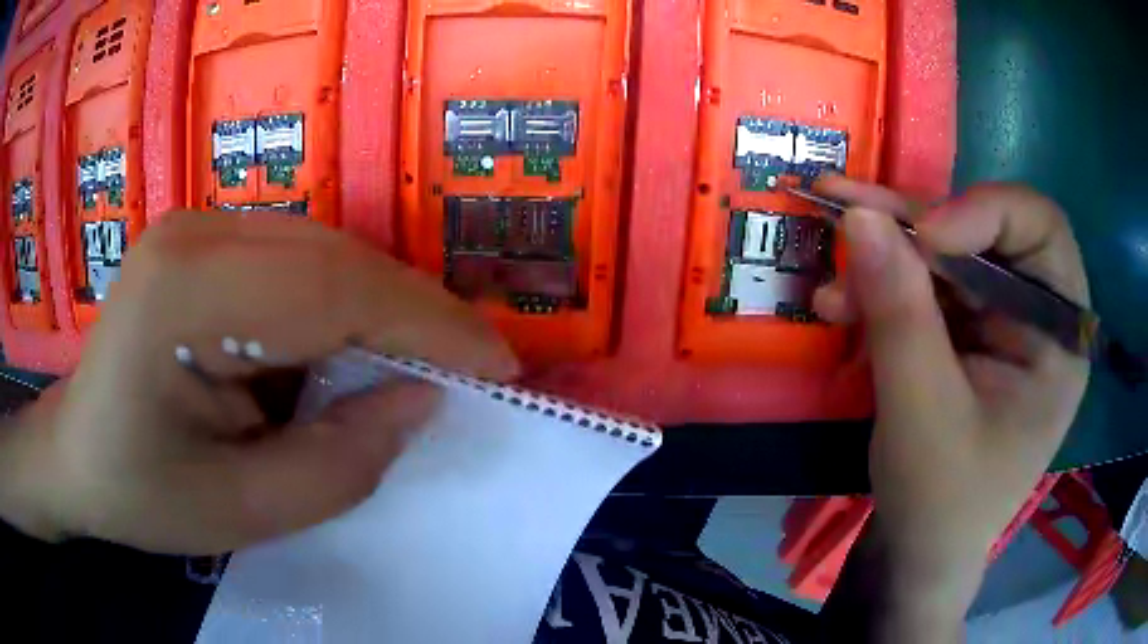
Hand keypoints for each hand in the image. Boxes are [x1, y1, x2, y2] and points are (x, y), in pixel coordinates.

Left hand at [0, 212, 517, 554]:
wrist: (76, 455)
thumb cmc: (141, 493)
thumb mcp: (242, 510)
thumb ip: (339, 463)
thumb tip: (420, 400)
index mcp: (184, 292)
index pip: (332, 288)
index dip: (429, 325)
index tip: (498, 366)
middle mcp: (195, 232)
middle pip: (335, 256)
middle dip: (415, 314)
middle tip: (473, 369)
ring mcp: (197, 226)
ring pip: (324, 251)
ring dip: (381, 310)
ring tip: (421, 366)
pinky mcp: (203, 241)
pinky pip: (296, 260)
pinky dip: (340, 306)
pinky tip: (350, 351)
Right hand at [814, 179, 1089, 619]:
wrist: (917, 553)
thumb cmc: (940, 501)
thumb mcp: (921, 412)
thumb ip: (898, 311)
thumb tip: (859, 214)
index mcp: (1058, 336)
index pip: (1039, 228)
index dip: (983, 213)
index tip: (922, 237)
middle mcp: (1035, 317)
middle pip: (984, 233)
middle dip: (915, 226)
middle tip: (846, 210)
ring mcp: (997, 323)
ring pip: (945, 255)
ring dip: (885, 258)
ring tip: (830, 273)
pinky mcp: (964, 335)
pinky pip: (924, 289)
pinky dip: (881, 290)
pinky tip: (840, 306)